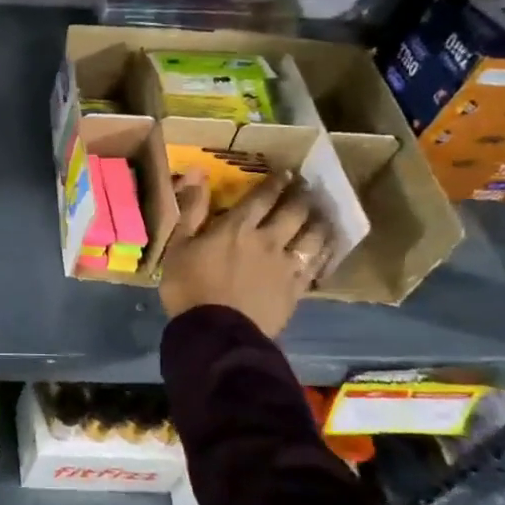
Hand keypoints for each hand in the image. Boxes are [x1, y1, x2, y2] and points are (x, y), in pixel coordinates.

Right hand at [157, 170, 331, 336]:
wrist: (215, 332)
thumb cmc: (188, 287)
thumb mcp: (178, 246)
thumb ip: (191, 210)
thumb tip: (199, 172)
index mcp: (237, 227)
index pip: (262, 197)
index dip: (276, 182)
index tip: (287, 172)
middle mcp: (268, 240)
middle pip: (294, 211)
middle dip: (302, 196)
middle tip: (307, 188)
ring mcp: (286, 265)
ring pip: (313, 236)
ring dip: (319, 221)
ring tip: (321, 215)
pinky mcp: (296, 289)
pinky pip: (317, 265)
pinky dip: (325, 252)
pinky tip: (327, 248)